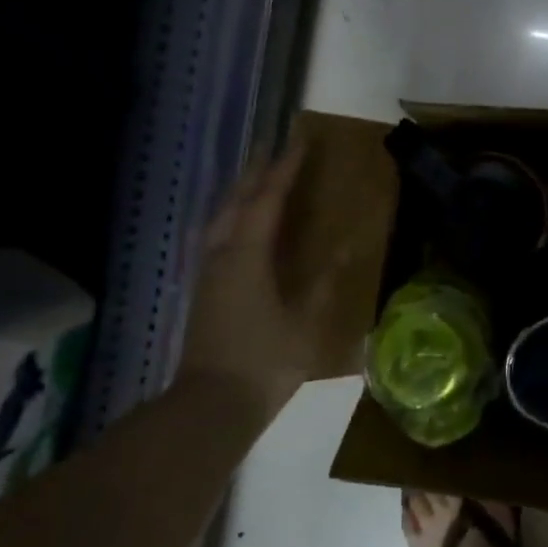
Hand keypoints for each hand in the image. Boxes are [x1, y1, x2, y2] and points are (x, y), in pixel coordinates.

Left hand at [181, 142, 347, 415]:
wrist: (212, 404)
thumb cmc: (264, 361)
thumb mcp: (305, 324)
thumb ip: (323, 285)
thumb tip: (343, 252)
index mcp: (247, 255)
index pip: (268, 198)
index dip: (286, 169)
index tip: (300, 141)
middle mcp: (222, 253)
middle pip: (237, 200)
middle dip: (256, 172)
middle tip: (275, 150)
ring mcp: (208, 272)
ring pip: (222, 217)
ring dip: (240, 193)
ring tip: (259, 181)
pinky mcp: (204, 289)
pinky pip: (218, 235)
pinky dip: (233, 217)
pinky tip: (243, 228)